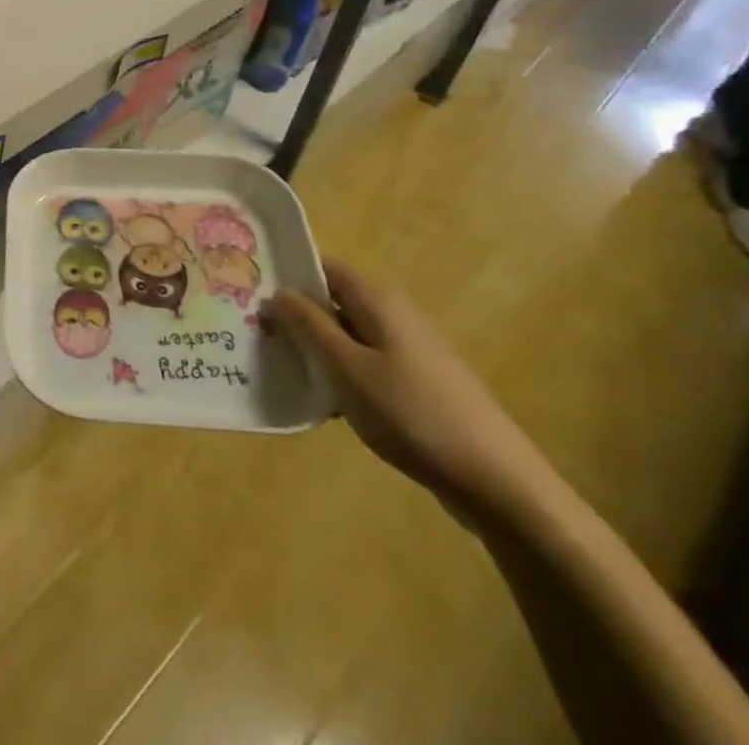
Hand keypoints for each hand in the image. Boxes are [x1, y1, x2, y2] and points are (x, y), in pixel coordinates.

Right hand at [273, 262, 559, 524]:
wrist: (497, 482)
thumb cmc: (413, 414)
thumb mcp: (347, 368)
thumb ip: (309, 326)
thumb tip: (278, 290)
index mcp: (378, 300)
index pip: (323, 267)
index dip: (288, 275)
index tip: (251, 291)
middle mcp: (395, 314)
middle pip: (334, 301)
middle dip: (297, 315)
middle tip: (257, 333)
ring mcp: (410, 350)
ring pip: (348, 335)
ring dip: (317, 348)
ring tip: (281, 367)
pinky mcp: (418, 382)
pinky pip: (367, 363)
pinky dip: (342, 373)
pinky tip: (324, 402)